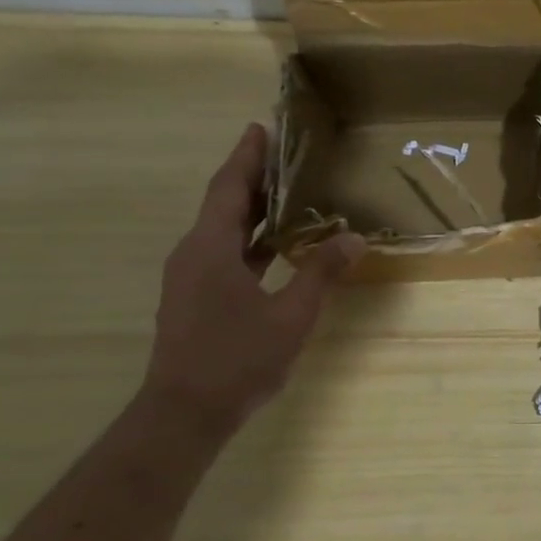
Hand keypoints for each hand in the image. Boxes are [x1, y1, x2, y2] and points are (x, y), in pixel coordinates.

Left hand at [144, 124, 362, 432]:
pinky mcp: (195, 298)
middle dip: (253, 178)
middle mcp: (193, 254)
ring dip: (253, 210)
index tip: (261, 127)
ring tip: (289, 194)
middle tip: (287, 156)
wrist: (185, 413)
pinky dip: (250, 240)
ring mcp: (190, 278)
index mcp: (210, 248)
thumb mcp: (291, 315)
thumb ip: (321, 273)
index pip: (229, 188)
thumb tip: (355, 239)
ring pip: (223, 230)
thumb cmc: (237, 359)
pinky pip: (224, 254)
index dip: (247, 157)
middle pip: (224, 204)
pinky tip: (277, 247)